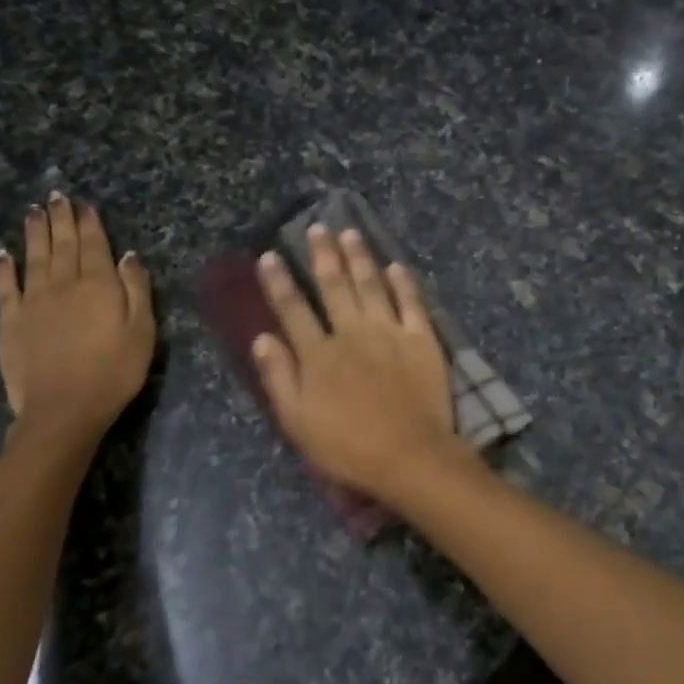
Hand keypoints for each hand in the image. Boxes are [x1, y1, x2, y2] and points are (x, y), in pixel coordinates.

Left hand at [0, 194, 154, 438]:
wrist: (63, 409)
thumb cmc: (114, 372)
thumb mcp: (142, 331)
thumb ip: (136, 289)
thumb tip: (129, 255)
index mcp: (99, 285)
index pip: (95, 245)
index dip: (90, 223)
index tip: (85, 204)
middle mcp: (64, 283)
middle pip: (62, 244)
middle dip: (61, 218)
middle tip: (56, 196)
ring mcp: (33, 301)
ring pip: (34, 257)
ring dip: (34, 232)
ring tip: (34, 211)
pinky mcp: (10, 321)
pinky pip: (6, 286)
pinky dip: (4, 267)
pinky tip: (3, 254)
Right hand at [251, 225, 466, 497]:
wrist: (410, 456)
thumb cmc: (348, 446)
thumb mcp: (298, 421)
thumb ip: (278, 377)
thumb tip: (262, 338)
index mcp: (318, 354)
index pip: (293, 309)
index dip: (279, 282)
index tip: (270, 256)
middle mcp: (351, 333)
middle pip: (334, 286)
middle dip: (323, 255)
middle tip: (318, 227)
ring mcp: (389, 332)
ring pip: (371, 285)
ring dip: (359, 257)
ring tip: (350, 232)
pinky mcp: (421, 339)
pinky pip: (411, 302)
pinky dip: (403, 282)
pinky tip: (396, 265)